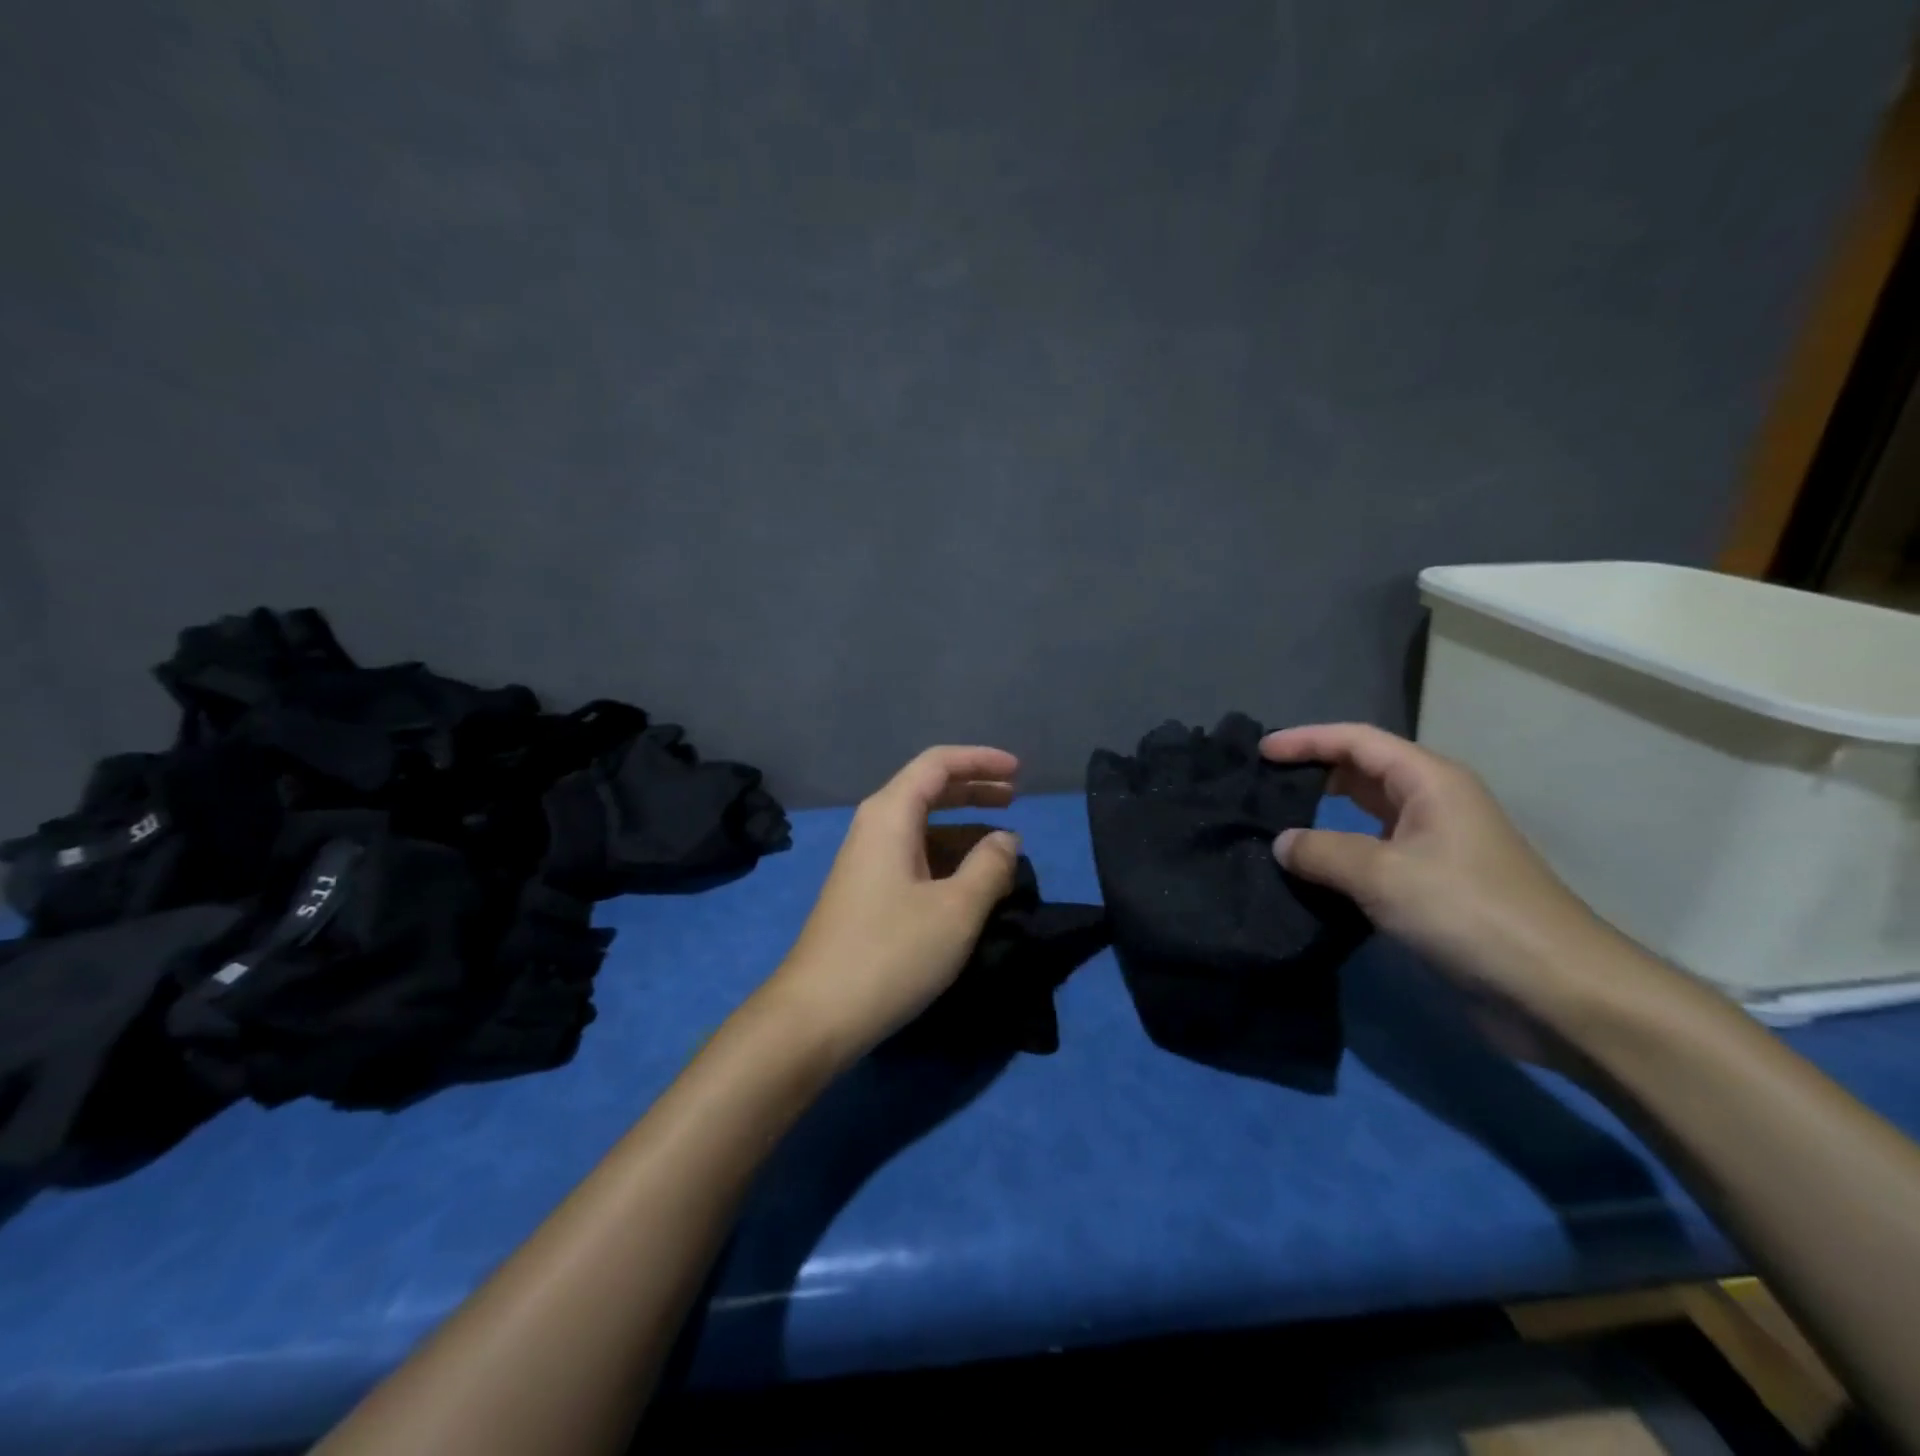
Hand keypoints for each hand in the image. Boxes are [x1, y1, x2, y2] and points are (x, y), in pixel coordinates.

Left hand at [769, 746, 1022, 1063]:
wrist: (816, 1014)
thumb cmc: (891, 952)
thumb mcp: (956, 909)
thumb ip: (989, 866)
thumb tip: (1006, 839)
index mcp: (890, 815)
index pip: (938, 764)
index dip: (980, 760)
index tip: (1019, 771)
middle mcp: (874, 827)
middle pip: (928, 789)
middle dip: (974, 789)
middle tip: (1015, 798)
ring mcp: (866, 861)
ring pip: (922, 827)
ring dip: (963, 828)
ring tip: (1003, 846)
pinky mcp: (866, 892)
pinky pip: (913, 856)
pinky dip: (947, 857)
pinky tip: (971, 882)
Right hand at [1261, 723, 1624, 1013]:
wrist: (1556, 990)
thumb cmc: (1469, 912)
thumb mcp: (1383, 875)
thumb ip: (1321, 851)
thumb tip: (1281, 843)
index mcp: (1430, 782)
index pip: (1357, 741)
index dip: (1306, 740)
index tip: (1261, 752)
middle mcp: (1433, 803)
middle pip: (1362, 771)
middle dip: (1313, 772)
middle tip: (1263, 788)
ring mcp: (1435, 846)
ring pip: (1367, 815)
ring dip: (1324, 816)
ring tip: (1276, 826)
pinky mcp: (1433, 885)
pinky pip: (1373, 854)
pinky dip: (1340, 855)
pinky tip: (1310, 872)